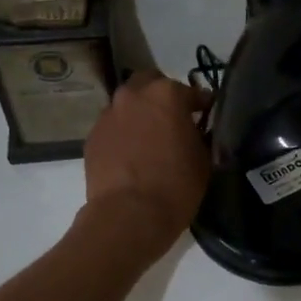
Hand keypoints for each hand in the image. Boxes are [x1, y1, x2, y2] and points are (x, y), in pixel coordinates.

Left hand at [82, 71, 211, 258]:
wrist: (129, 216)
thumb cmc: (176, 186)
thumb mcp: (204, 158)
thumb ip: (201, 134)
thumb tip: (197, 130)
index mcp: (166, 94)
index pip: (192, 92)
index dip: (203, 106)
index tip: (208, 118)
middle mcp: (133, 95)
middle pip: (149, 84)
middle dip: (163, 97)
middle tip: (174, 120)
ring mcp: (108, 115)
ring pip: (127, 105)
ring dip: (140, 114)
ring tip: (150, 139)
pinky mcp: (92, 137)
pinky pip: (113, 127)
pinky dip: (124, 134)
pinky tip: (132, 156)